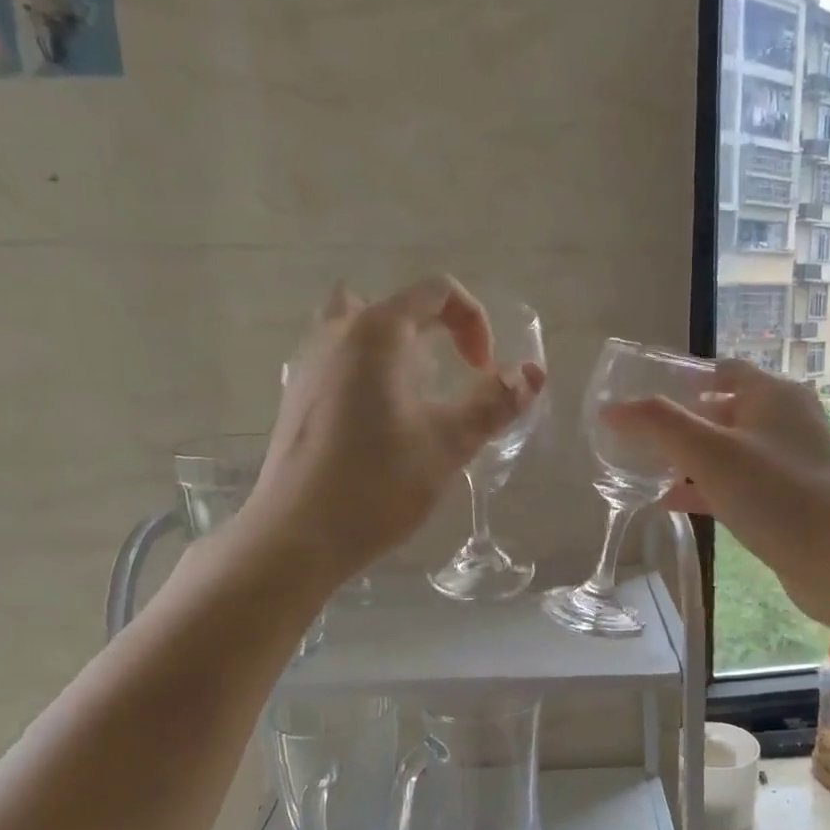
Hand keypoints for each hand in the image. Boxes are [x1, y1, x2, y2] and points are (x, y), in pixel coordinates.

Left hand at [248, 278, 546, 586]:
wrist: (297, 537)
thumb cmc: (378, 484)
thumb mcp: (450, 443)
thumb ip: (495, 402)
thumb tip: (532, 373)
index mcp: (377, 332)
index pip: (437, 292)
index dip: (475, 323)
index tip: (483, 372)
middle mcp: (337, 334)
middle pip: (398, 306)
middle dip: (438, 331)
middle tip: (456, 375)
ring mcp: (309, 364)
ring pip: (361, 329)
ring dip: (400, 349)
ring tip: (420, 394)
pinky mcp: (298, 396)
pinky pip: (341, 359)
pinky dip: (371, 371)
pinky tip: (383, 422)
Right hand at [603, 359, 829, 625]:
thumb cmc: (772, 493)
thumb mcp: (707, 452)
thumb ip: (657, 424)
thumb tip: (612, 409)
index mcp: (774, 394)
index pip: (722, 370)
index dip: (683, 378)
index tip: (645, 394)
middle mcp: (787, 420)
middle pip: (724, 410)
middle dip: (682, 422)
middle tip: (642, 436)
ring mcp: (791, 461)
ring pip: (730, 450)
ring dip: (692, 458)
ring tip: (648, 468)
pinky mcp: (789, 497)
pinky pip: (740, 482)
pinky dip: (708, 487)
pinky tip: (673, 502)